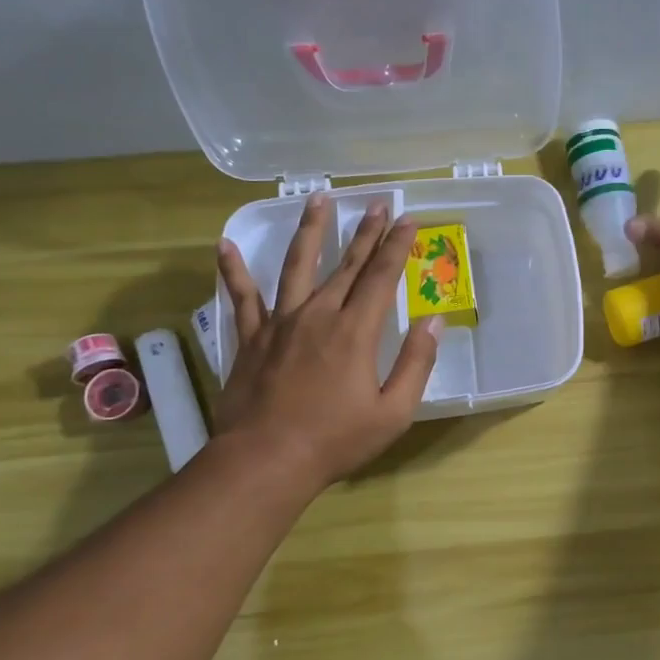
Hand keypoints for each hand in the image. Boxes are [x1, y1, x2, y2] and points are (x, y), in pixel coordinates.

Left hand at [214, 194, 440, 488]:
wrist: (265, 461)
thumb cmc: (335, 440)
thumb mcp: (393, 411)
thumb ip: (416, 363)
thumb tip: (433, 321)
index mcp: (355, 331)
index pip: (381, 276)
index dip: (397, 245)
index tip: (408, 219)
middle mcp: (318, 315)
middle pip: (346, 264)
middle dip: (365, 231)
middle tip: (377, 203)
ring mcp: (280, 323)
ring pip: (297, 266)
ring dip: (310, 231)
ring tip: (317, 199)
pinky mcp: (251, 338)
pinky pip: (243, 298)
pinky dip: (234, 271)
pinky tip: (225, 246)